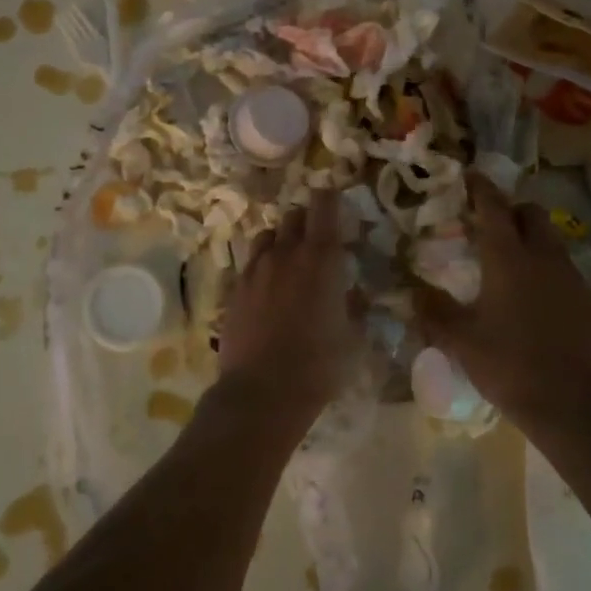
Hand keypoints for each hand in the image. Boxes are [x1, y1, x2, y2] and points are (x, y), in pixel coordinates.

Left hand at [219, 191, 354, 415]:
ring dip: (282, 239)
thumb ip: (355, 307)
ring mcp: (255, 270)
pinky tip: (268, 286)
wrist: (262, 392)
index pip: (324, 206)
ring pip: (268, 235)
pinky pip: (251, 262)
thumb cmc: (319, 366)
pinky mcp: (235, 289)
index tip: (335, 201)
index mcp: (321, 259)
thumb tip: (353, 293)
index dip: (330, 198)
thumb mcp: (353, 338)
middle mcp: (285, 254)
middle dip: (307, 219)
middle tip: (317, 236)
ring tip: (290, 258)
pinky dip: (263, 264)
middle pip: (293, 216)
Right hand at [417, 175, 590, 428]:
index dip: (481, 188)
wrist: (570, 403)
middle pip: (532, 214)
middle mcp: (544, 258)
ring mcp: (573, 278)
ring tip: (513, 265)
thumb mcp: (460, 340)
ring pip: (553, 242)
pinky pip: (567, 272)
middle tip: (491, 225)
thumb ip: (433, 311)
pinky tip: (538, 302)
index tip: (471, 175)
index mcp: (508, 260)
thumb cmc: (507, 364)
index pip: (494, 208)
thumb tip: (411, 292)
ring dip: (532, 241)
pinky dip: (549, 272)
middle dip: (512, 211)